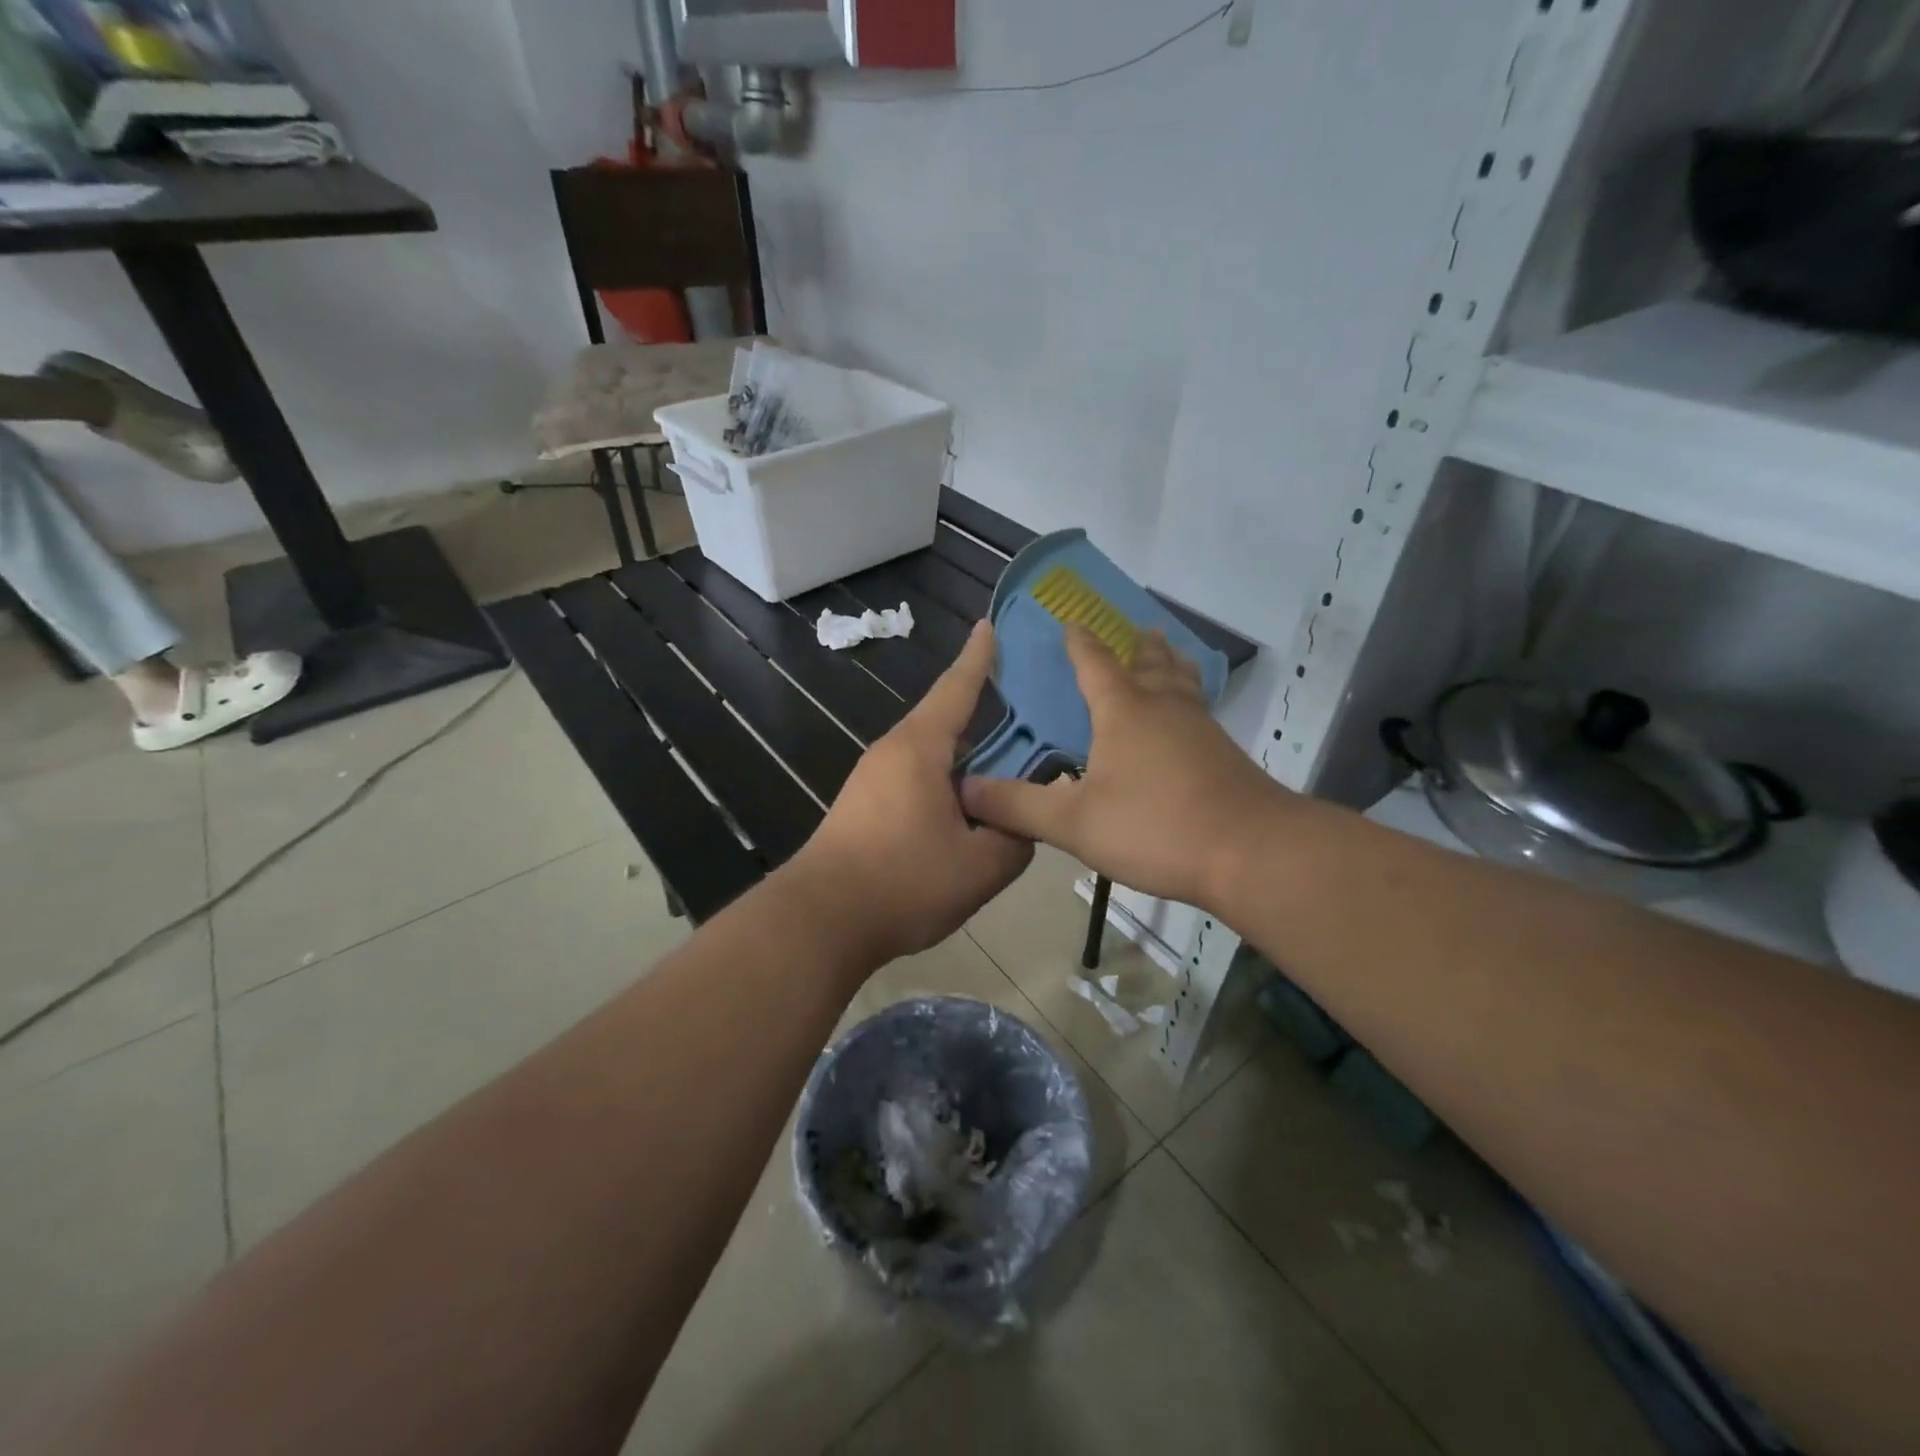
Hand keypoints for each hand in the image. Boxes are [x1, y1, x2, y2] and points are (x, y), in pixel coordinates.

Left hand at [784, 621, 1032, 965]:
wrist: (821, 921)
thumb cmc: (903, 882)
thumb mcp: (981, 866)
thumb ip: (1016, 837)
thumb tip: (1024, 822)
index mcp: (920, 748)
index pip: (957, 688)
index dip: (979, 657)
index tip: (990, 625)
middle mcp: (892, 752)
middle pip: (946, 722)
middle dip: (984, 716)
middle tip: (1028, 717)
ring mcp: (872, 780)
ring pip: (931, 757)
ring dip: (966, 760)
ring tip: (1005, 772)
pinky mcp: (863, 807)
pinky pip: (915, 781)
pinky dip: (945, 784)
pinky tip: (966, 812)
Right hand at [959, 625, 1286, 911]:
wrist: (1251, 853)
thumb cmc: (1155, 827)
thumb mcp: (1073, 823)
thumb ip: (1018, 806)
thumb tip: (965, 790)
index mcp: (1123, 712)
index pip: (1095, 663)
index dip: (1079, 643)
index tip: (1070, 623)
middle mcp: (1163, 708)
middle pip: (1151, 664)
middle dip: (1139, 646)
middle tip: (1138, 630)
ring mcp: (1200, 729)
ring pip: (1182, 684)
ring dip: (1170, 666)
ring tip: (1165, 657)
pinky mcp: (1224, 755)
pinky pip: (1198, 712)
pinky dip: (1186, 702)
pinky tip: (1185, 725)